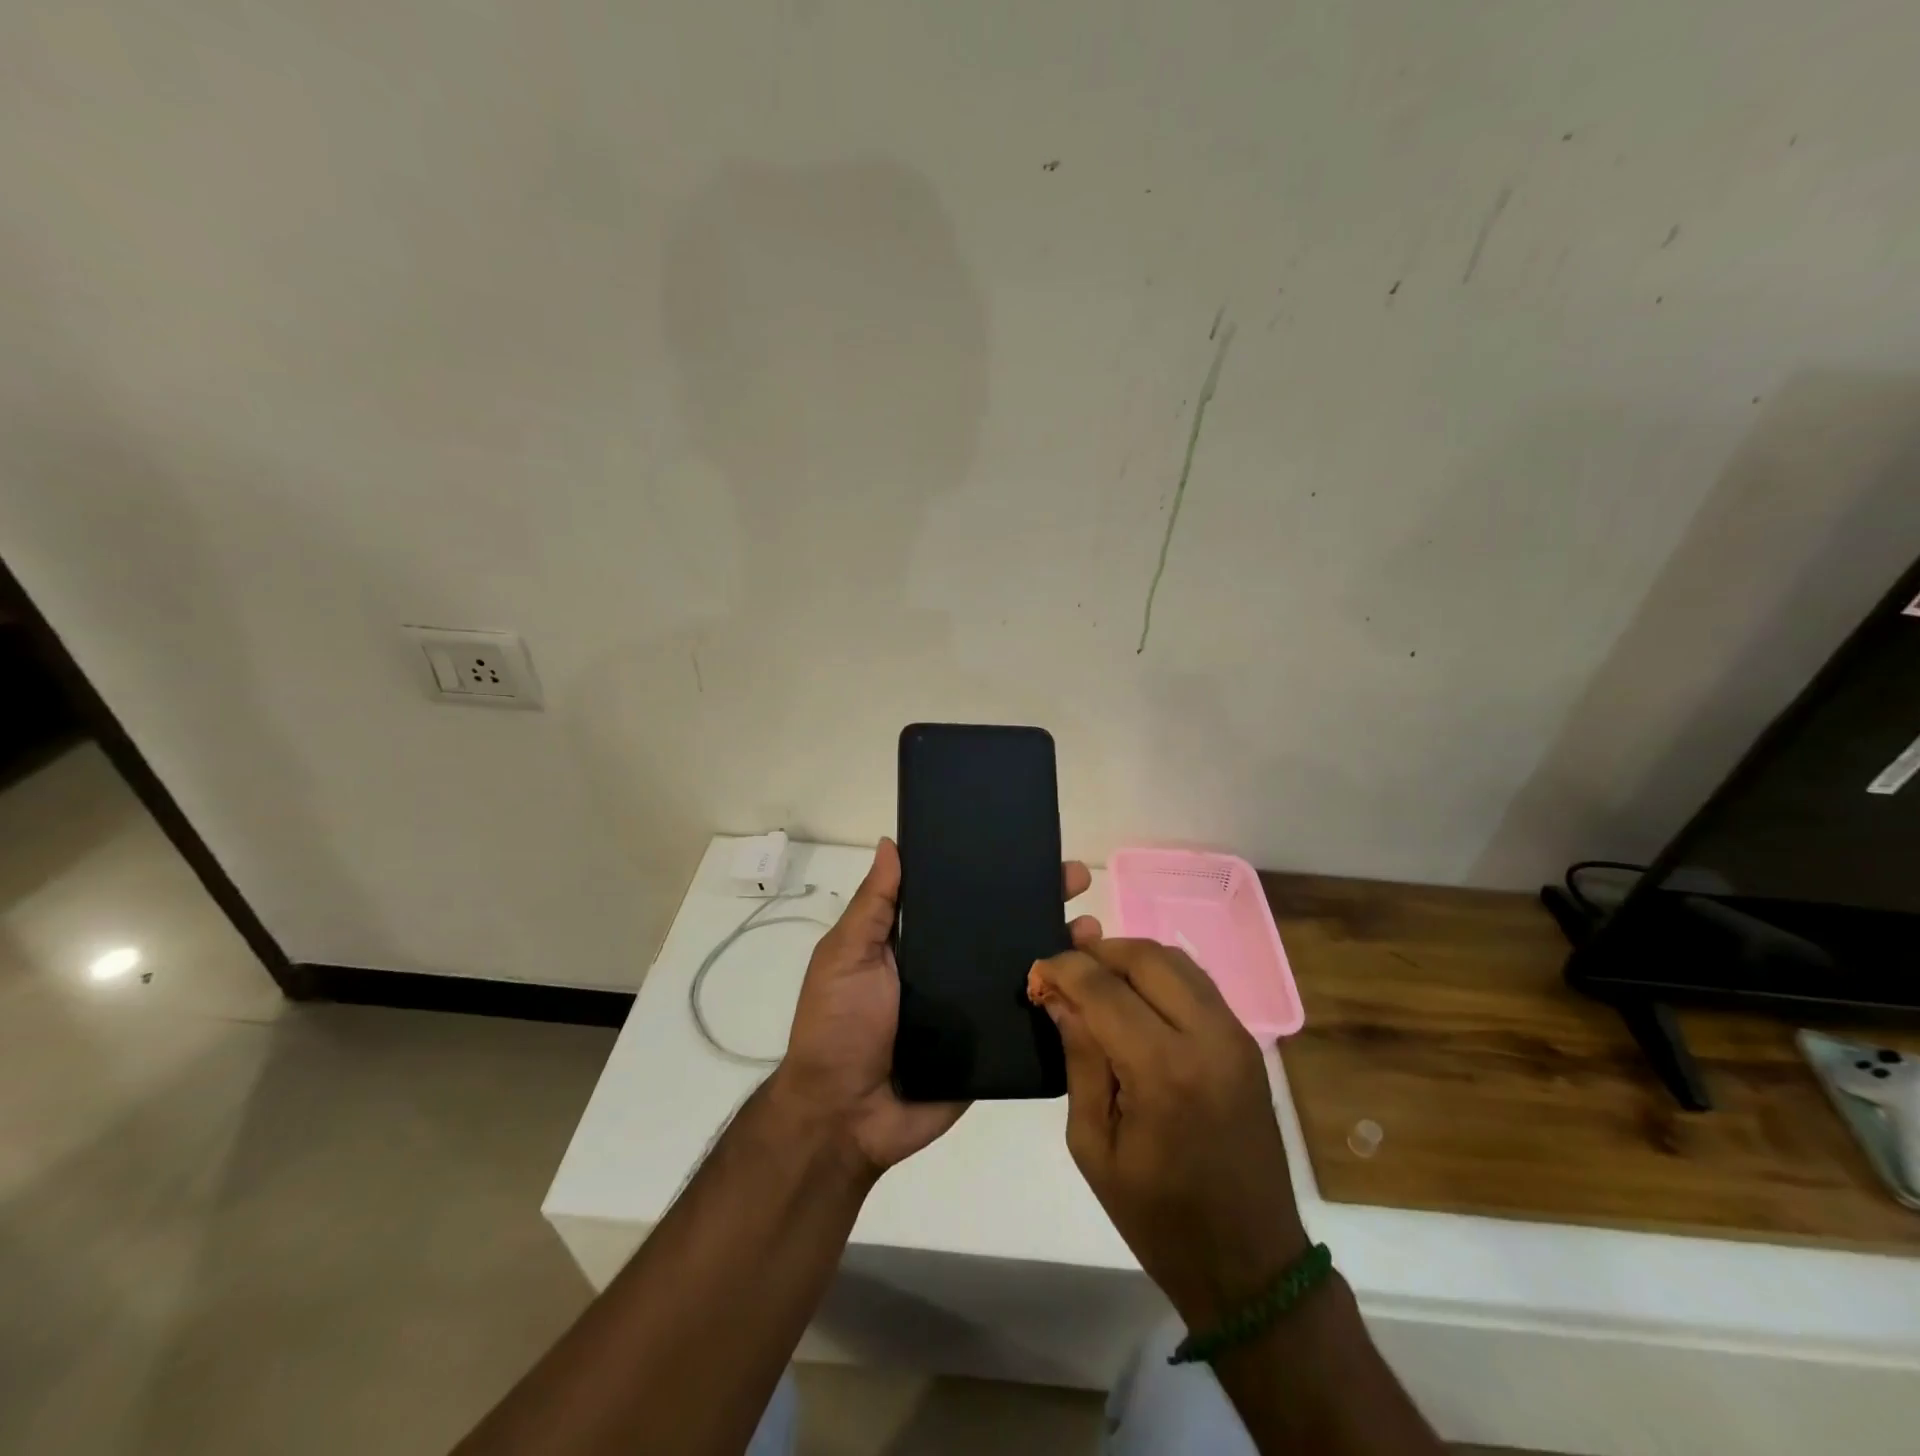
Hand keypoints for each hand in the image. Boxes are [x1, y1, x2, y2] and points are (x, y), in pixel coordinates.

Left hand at [773, 838, 1100, 1176]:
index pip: (962, 896)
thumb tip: (892, 843)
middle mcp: (952, 967)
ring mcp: (976, 1007)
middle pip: (1003, 925)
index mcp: (919, 940)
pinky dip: (1062, 1001)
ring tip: (1093, 928)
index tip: (1030, 846)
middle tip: (1078, 878)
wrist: (846, 1117)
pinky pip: (1031, 1020)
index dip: (994, 871)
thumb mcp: (846, 955)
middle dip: (1041, 899)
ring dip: (1060, 945)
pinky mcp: (993, 1048)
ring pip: (1025, 967)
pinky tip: (1095, 983)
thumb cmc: (839, 1025)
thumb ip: (874, 905)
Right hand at [1030, 939, 1307, 1328]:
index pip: (1104, 988)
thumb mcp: (1094, 1145)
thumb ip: (1080, 1059)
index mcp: (1163, 1071)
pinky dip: (1159, 975)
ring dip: (1129, 958)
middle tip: (1065, 971)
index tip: (1037, 972)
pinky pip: (1197, 983)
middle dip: (1097, 952)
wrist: (1250, 1263)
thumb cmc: (1159, 1217)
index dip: (1063, 968)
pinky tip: (1135, 998)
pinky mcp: (1247, 1041)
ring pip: (1175, 960)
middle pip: (1144, 957)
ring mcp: (1235, 1035)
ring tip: (1095, 980)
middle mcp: (1207, 1037)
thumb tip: (1060, 997)